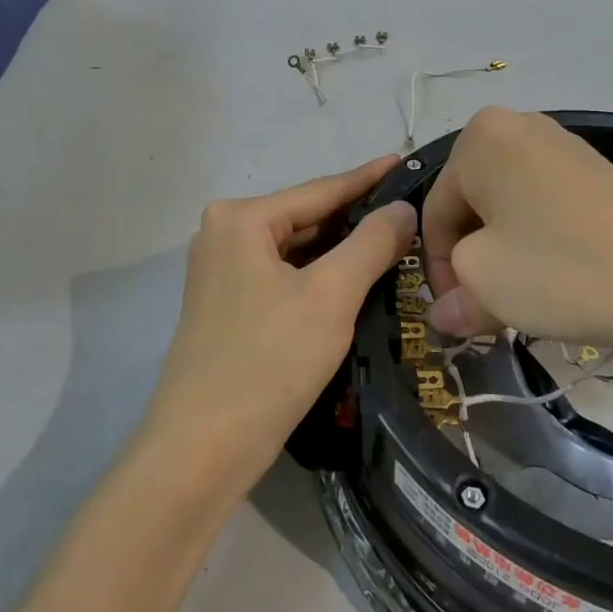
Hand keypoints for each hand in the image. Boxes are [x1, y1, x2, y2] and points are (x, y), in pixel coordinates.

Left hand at [142, 156, 415, 497]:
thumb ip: (371, 244)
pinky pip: (283, 275)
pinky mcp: (227, 304)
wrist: (201, 450)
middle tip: (411, 212)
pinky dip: (318, 275)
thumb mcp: (330, 297)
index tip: (404, 161)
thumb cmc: (268, 362)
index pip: (320, 190)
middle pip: (306, 217)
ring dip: (341, 249)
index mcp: (240, 218)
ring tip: (395, 241)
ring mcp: (221, 270)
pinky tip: (355, 278)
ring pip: (296, 249)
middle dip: (357, 218)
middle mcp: (223, 233)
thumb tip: (403, 208)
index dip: (368, 179)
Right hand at [422, 107, 612, 369]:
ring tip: (523, 297)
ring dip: (503, 254)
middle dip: (471, 260)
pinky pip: (543, 205)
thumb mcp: (488, 287)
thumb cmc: (564, 270)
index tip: (456, 314)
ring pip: (506, 208)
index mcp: (478, 138)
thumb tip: (445, 314)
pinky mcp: (594, 170)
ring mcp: (560, 144)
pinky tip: (557, 277)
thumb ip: (452, 297)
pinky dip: (537, 242)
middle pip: (470, 205)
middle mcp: (515, 126)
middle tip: (486, 309)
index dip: (437, 269)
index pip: (433, 211)